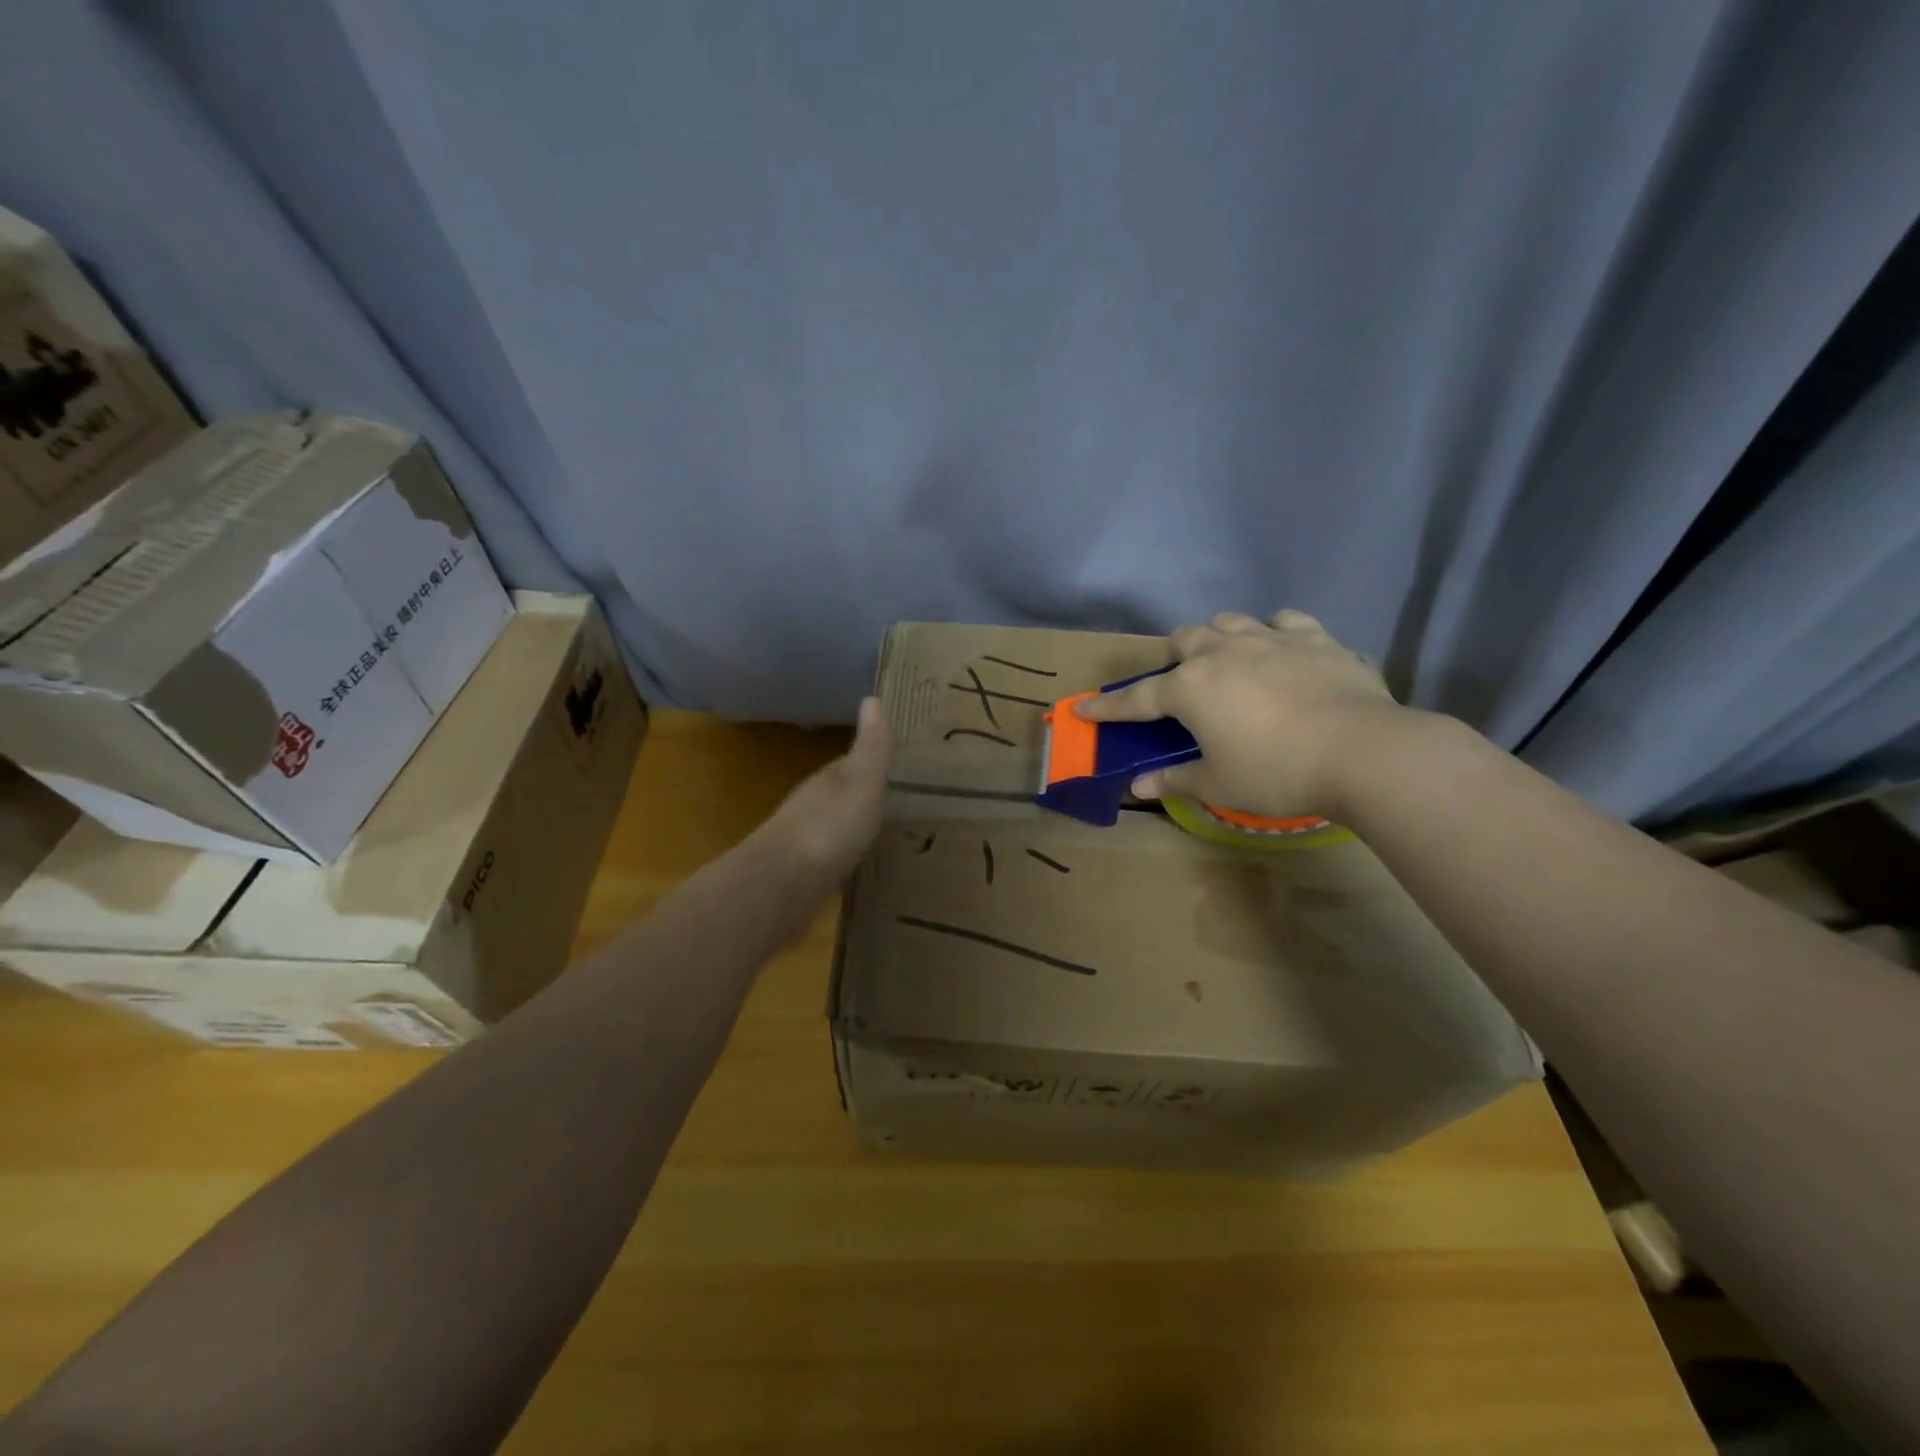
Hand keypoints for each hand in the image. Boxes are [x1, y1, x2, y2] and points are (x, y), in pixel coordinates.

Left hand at [750, 696, 892, 888]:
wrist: (781, 885)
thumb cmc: (828, 828)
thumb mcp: (861, 783)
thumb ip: (871, 748)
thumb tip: (872, 697)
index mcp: (828, 781)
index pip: (851, 765)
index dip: (872, 764)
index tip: (895, 767)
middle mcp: (812, 807)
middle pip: (840, 796)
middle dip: (862, 797)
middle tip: (894, 803)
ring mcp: (803, 842)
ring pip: (833, 828)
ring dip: (851, 828)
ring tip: (880, 836)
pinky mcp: (801, 876)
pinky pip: (828, 860)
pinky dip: (841, 859)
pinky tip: (854, 868)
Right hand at [1078, 610, 1403, 819]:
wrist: (1362, 751)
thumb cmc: (1277, 771)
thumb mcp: (1218, 784)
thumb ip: (1175, 780)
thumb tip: (1139, 787)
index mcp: (1191, 688)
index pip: (1137, 699)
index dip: (1108, 708)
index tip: (1083, 709)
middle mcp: (1222, 653)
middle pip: (1184, 640)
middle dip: (1175, 660)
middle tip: (1184, 687)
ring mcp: (1270, 639)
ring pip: (1229, 621)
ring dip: (1219, 638)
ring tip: (1228, 660)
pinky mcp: (1314, 637)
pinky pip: (1284, 621)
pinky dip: (1274, 632)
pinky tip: (1280, 648)